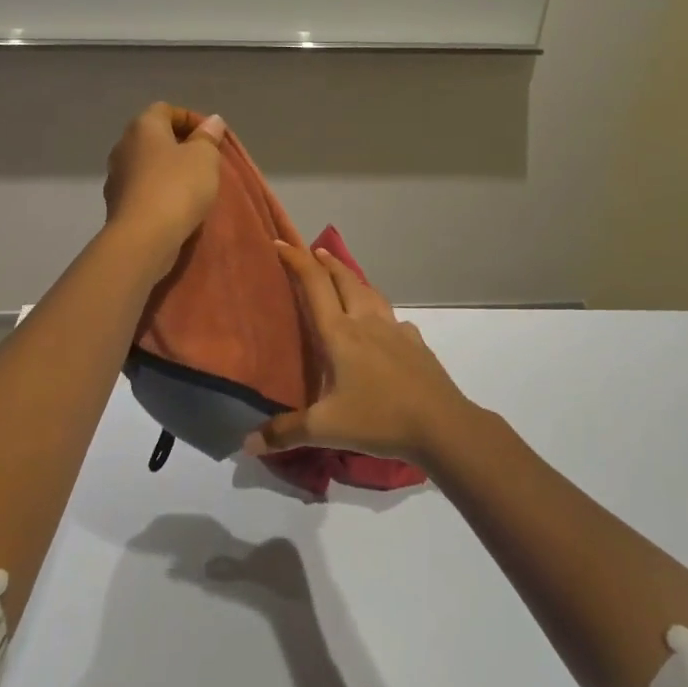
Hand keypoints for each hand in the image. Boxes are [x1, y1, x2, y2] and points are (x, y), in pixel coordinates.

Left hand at [102, 103, 227, 262]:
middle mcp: (123, 145)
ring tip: (192, 185)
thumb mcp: (205, 157)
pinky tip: (174, 205)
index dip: (190, 119)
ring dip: (167, 170)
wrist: (144, 236)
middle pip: (154, 136)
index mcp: (143, 126)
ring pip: (147, 164)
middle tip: (204, 161)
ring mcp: (116, 175)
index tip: (211, 137)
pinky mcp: (115, 203)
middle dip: (179, 145)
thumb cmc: (178, 186)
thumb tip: (212, 121)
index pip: (166, 109)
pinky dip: (158, 191)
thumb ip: (208, 137)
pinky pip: (141, 188)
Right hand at [244, 242, 477, 467]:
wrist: (440, 424)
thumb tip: (247, 443)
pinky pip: (392, 318)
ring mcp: (395, 330)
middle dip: (325, 262)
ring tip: (344, 278)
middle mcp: (366, 322)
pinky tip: (382, 325)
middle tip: (312, 252)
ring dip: (353, 279)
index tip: (279, 243)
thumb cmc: (378, 419)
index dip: (296, 260)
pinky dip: (380, 311)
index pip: (314, 285)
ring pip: (370, 292)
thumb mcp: (325, 429)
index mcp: (340, 333)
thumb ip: (285, 432)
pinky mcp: (415, 343)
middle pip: (344, 279)